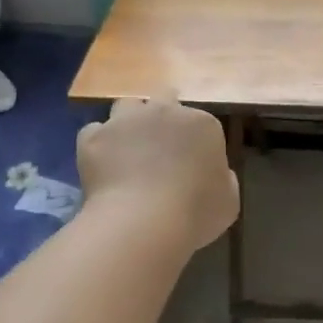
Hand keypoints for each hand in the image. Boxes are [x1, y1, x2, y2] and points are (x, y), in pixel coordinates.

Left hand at [77, 94, 238, 251]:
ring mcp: (125, 121)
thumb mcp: (228, 201)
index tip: (193, 166)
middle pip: (164, 100)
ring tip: (129, 150)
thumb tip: (215, 173)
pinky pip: (95, 133)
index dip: (196, 143)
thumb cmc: (195, 214)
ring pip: (126, 106)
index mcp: (202, 125)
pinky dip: (100, 145)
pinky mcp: (93, 137)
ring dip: (130, 122)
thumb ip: (223, 179)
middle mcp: (163, 111)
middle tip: (162, 147)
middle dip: (164, 117)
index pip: (201, 124)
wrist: (142, 222)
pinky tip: (105, 166)